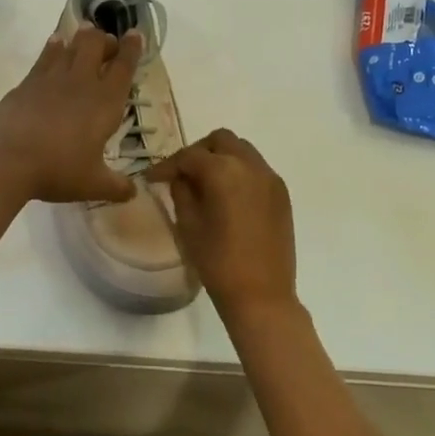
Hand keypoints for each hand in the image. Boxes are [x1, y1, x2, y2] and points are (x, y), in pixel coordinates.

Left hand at [0, 26, 142, 203]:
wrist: (7, 160)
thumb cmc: (57, 170)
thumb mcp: (93, 185)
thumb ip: (116, 186)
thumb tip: (133, 192)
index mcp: (105, 102)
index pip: (123, 67)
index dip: (132, 49)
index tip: (136, 34)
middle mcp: (81, 82)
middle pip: (96, 45)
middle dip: (105, 40)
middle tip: (108, 45)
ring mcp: (52, 78)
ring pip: (71, 45)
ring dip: (81, 39)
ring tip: (86, 36)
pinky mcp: (27, 82)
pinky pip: (45, 56)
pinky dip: (54, 47)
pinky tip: (56, 44)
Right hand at [146, 129, 297, 320]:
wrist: (262, 294)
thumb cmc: (218, 262)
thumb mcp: (189, 225)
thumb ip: (182, 192)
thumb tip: (180, 178)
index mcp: (224, 171)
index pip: (189, 156)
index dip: (167, 165)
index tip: (152, 178)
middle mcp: (251, 165)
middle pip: (220, 140)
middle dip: (199, 152)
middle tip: (183, 174)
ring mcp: (270, 178)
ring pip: (242, 150)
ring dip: (221, 158)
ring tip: (206, 183)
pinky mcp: (282, 194)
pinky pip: (257, 169)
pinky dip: (239, 172)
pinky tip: (229, 196)